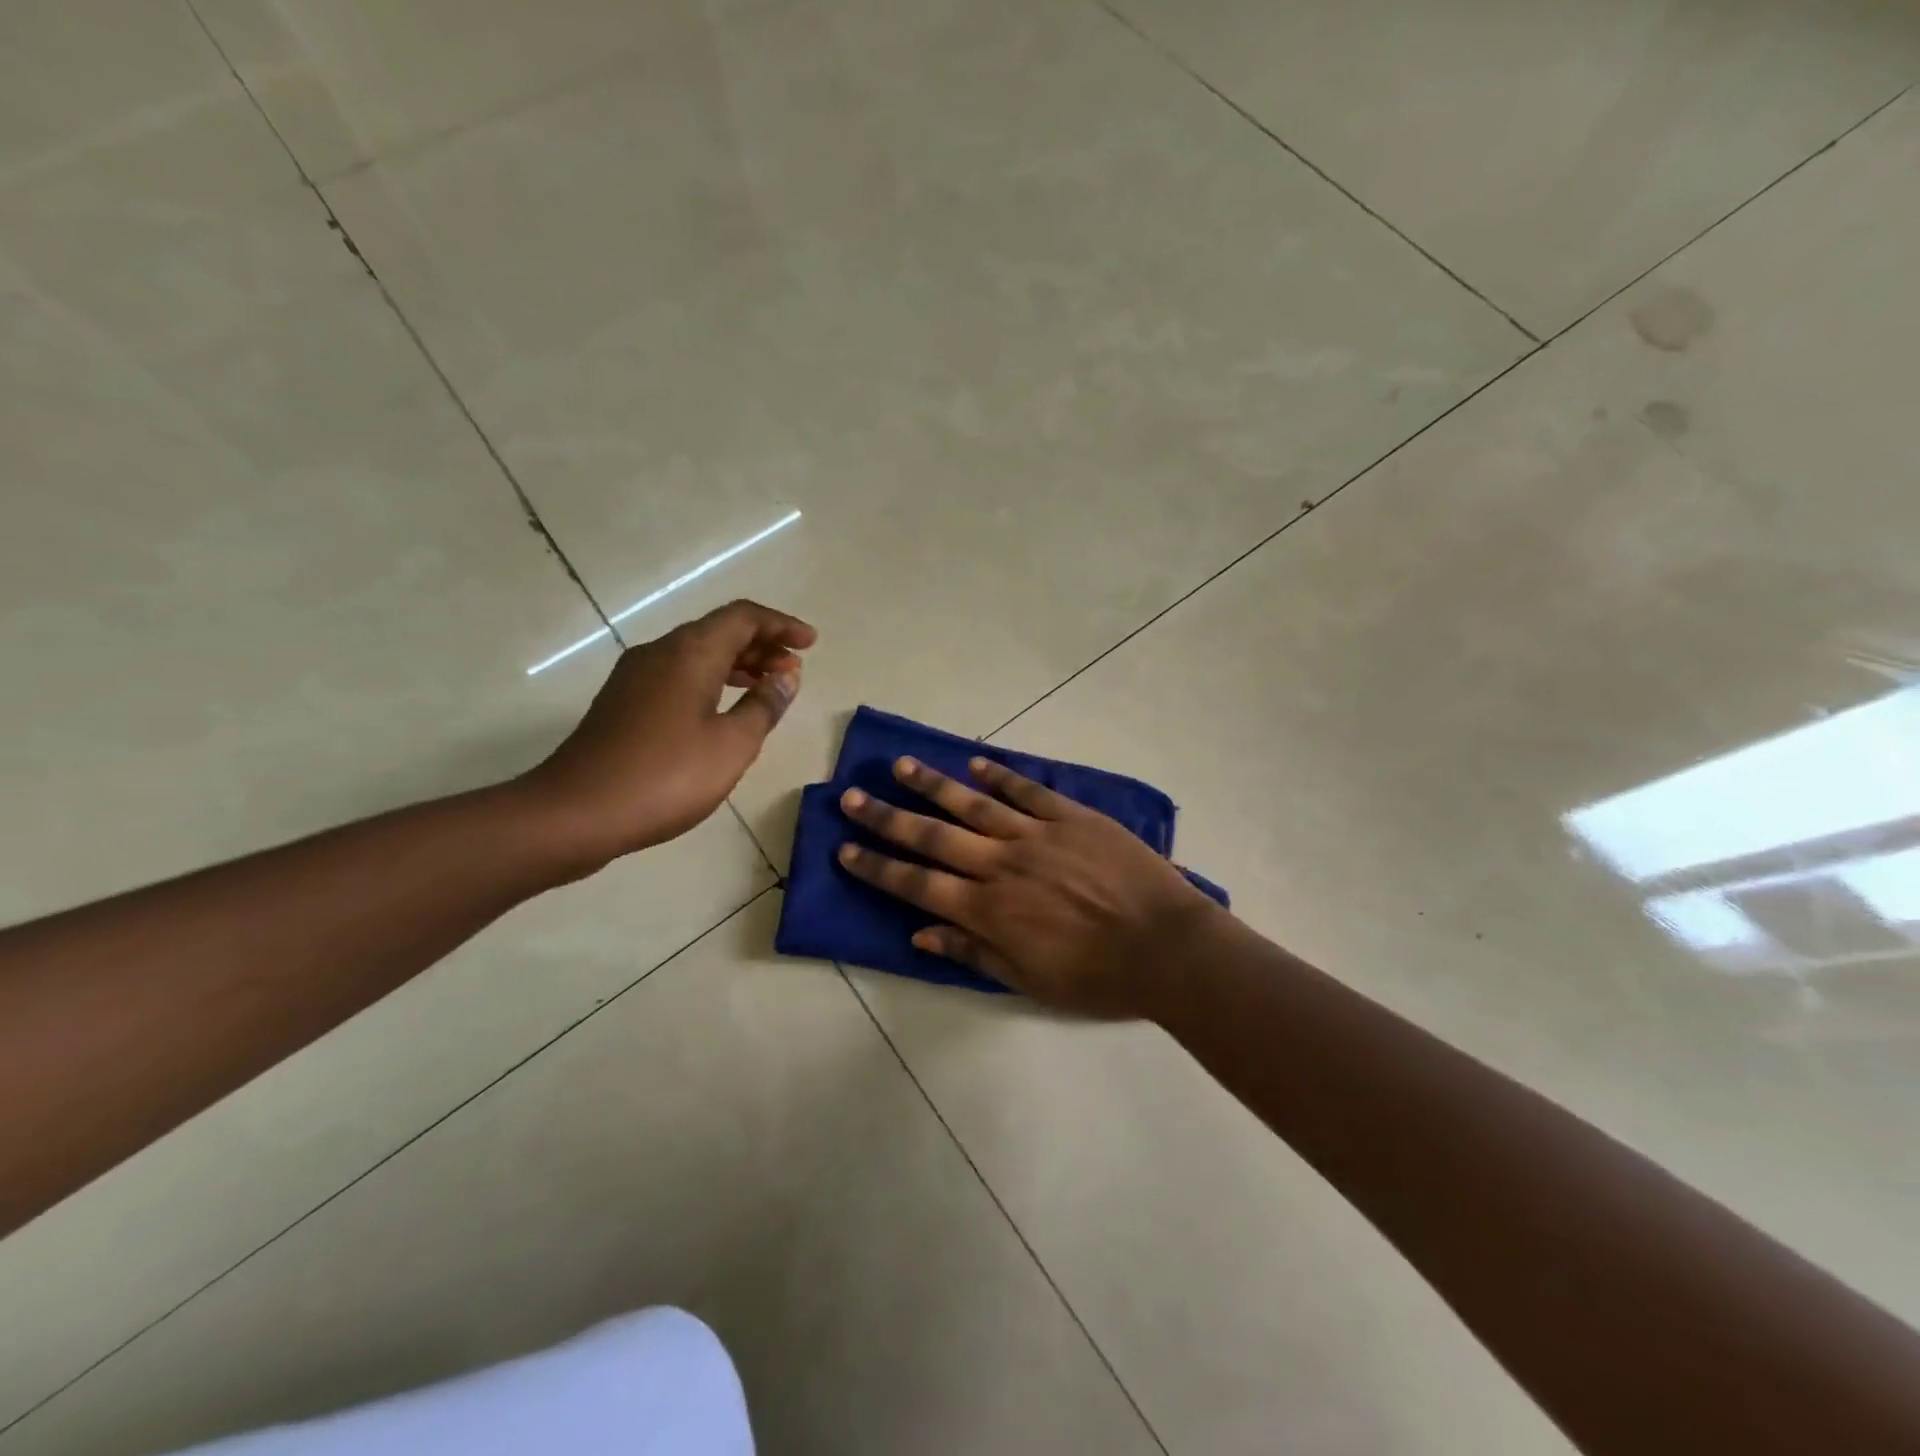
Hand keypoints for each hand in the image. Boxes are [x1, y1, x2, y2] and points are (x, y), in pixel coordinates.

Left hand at [522, 600, 815, 867]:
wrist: (576, 813)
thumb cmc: (665, 776)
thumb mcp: (732, 745)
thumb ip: (764, 706)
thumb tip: (786, 676)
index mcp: (689, 653)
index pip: (743, 618)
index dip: (780, 625)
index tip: (810, 643)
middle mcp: (660, 653)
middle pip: (718, 631)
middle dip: (762, 645)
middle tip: (794, 671)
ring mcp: (636, 677)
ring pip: (697, 654)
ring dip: (737, 664)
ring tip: (768, 688)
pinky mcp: (623, 703)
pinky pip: (679, 675)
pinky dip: (711, 681)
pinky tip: (724, 711)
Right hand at [836, 755, 1219, 1016]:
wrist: (1167, 947)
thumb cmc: (1098, 976)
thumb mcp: (1029, 980)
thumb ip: (973, 951)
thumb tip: (920, 932)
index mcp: (988, 909)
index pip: (917, 884)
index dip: (878, 867)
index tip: (845, 849)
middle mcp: (1001, 865)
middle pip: (932, 836)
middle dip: (887, 818)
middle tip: (852, 797)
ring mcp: (1036, 835)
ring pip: (973, 803)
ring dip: (933, 785)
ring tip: (900, 766)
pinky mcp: (1071, 817)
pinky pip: (1027, 791)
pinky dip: (1000, 775)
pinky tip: (976, 762)